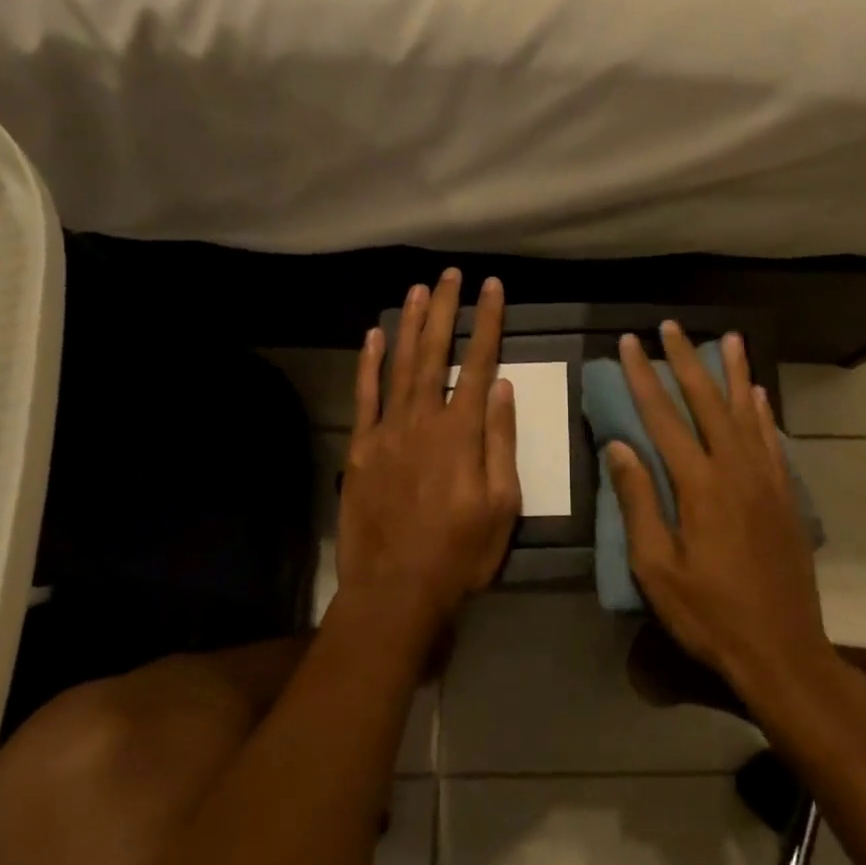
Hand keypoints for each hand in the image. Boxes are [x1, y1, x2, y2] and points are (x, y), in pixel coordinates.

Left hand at [334, 270, 520, 638]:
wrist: (396, 589)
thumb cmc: (460, 552)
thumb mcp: (502, 505)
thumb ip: (502, 442)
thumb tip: (504, 388)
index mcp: (462, 433)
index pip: (479, 363)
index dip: (487, 322)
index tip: (492, 288)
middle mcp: (423, 420)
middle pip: (436, 353)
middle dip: (444, 310)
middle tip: (450, 274)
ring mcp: (387, 431)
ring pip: (400, 365)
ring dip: (410, 325)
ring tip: (418, 289)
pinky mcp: (361, 448)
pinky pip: (365, 396)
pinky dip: (369, 363)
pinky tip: (373, 335)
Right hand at [607, 323, 835, 697]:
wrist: (783, 651)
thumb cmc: (709, 615)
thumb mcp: (657, 568)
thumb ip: (639, 503)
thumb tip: (619, 447)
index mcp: (699, 486)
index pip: (664, 417)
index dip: (643, 377)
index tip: (630, 343)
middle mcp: (736, 470)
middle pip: (707, 402)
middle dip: (686, 360)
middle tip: (670, 327)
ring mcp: (767, 481)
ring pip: (747, 412)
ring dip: (734, 373)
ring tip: (729, 338)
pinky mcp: (785, 497)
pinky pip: (773, 441)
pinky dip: (764, 412)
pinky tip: (759, 393)